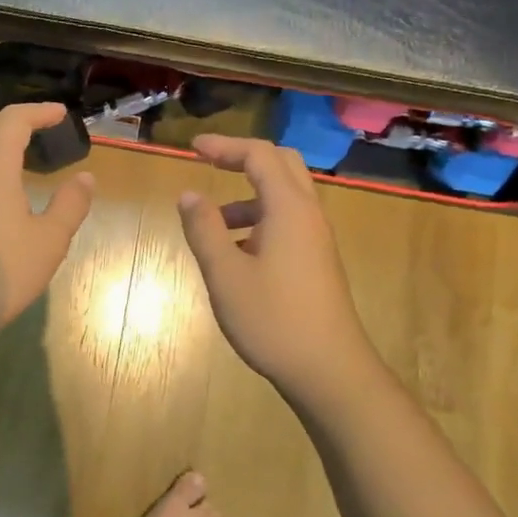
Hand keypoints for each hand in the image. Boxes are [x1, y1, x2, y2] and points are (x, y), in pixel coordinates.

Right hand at [177, 135, 376, 399]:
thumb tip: (189, 194)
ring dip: (248, 196)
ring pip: (284, 197)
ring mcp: (317, 240)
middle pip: (281, 165)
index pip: (259, 155)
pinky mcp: (317, 262)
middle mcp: (309, 215)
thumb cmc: (273, 319)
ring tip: (212, 223)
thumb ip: (204, 229)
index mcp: (289, 209)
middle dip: (243, 158)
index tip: (192, 147)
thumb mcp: (225, 274)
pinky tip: (235, 255)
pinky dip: (259, 221)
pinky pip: (287, 223)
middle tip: (209, 163)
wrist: (329, 371)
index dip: (225, 145)